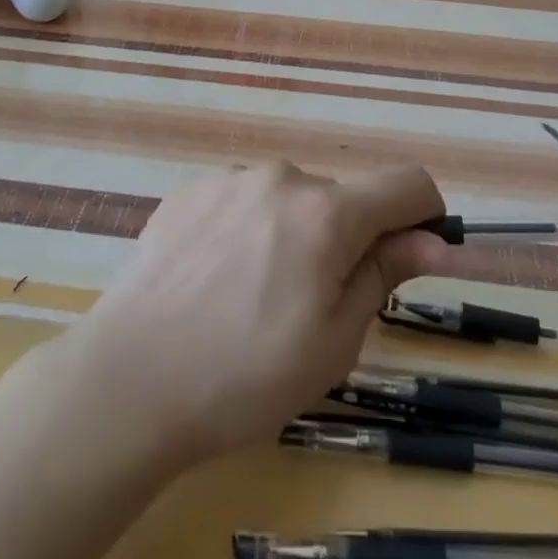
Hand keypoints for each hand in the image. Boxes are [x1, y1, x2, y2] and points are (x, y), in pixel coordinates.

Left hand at [66, 160, 451, 469]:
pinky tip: (215, 281)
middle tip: (312, 304)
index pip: (406, 183)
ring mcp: (229, 179)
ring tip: (253, 296)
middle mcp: (281, 178)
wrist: (128, 381)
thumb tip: (429, 240)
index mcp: (326, 212)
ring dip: (294, 234)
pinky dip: (249, 230)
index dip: (424, 215)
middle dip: (346, 239)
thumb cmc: (245, 376)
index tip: (412, 256)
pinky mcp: (189, 191)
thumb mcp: (334, 341)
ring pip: (289, 200)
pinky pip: (242, 201)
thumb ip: (384, 274)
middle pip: (341, 198)